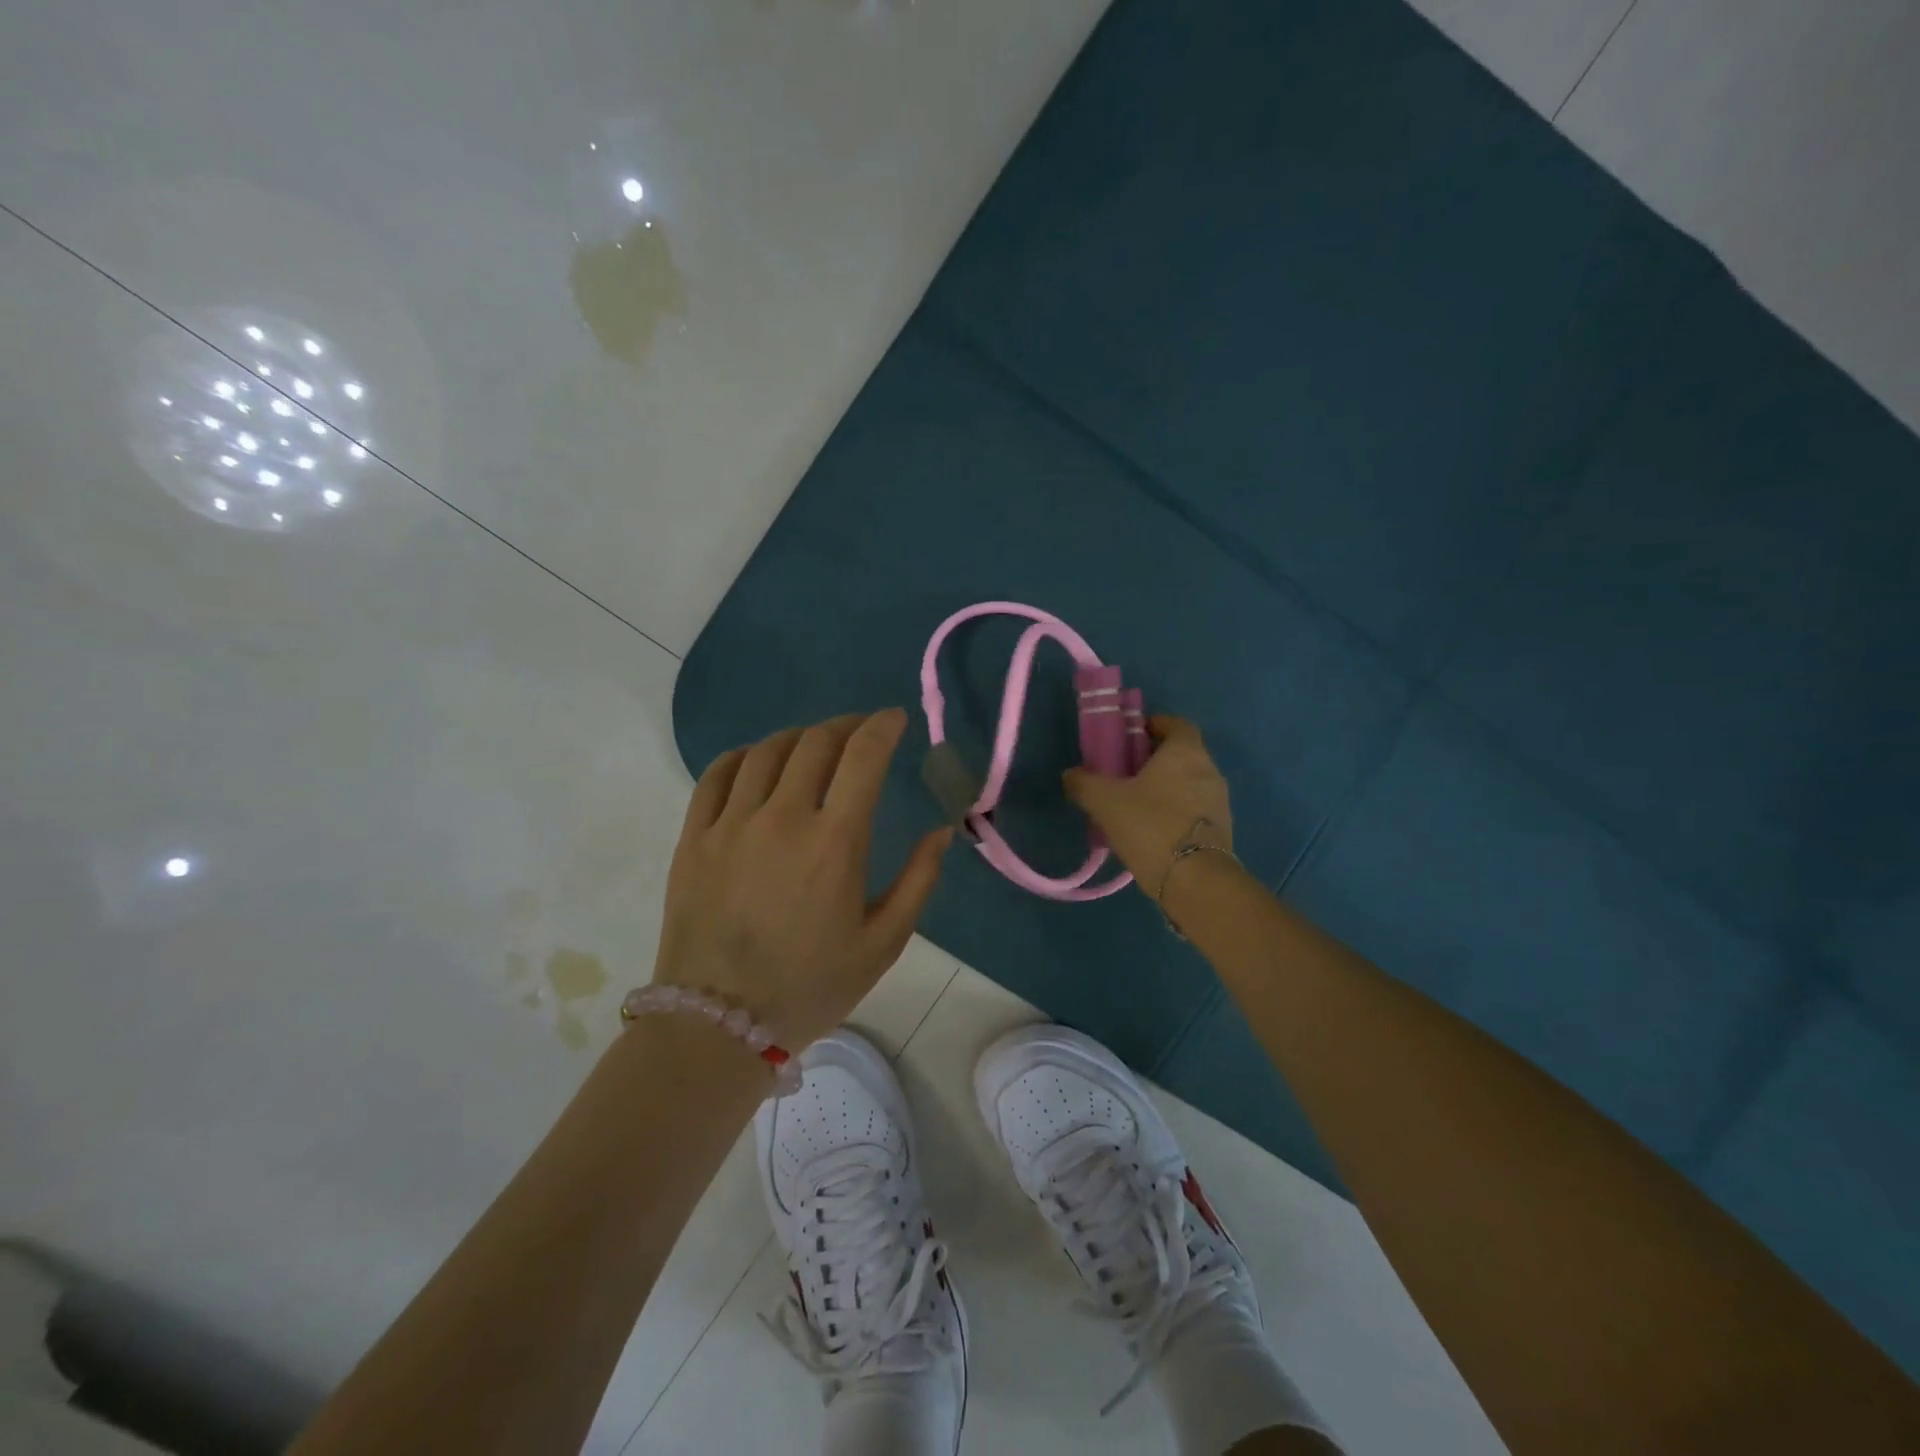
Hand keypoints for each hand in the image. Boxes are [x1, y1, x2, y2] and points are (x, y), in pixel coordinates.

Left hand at [654, 708, 951, 1049]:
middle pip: (816, 741)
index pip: (862, 756)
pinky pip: (717, 774)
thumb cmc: (811, 986)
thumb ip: (919, 881)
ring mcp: (731, 824)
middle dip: (846, 724)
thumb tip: (942, 831)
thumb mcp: (883, 943)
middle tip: (861, 731)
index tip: (895, 719)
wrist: (718, 1024)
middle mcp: (781, 818)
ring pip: (767, 750)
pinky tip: (759, 762)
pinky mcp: (694, 837)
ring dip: (800, 736)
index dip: (883, 726)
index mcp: (834, 842)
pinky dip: (745, 755)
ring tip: (815, 746)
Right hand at [1062, 715, 1232, 898]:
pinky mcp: (1221, 830)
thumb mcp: (1105, 802)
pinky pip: (1194, 809)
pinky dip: (1174, 811)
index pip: (1176, 724)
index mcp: (1185, 752)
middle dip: (1154, 759)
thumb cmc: (1151, 826)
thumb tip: (1071, 775)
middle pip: (1181, 754)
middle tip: (1124, 772)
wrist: (1195, 881)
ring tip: (1134, 804)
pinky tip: (1151, 829)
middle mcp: (1209, 770)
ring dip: (1165, 787)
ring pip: (1188, 783)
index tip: (1130, 736)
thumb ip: (1084, 784)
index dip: (1153, 725)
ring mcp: (1219, 801)